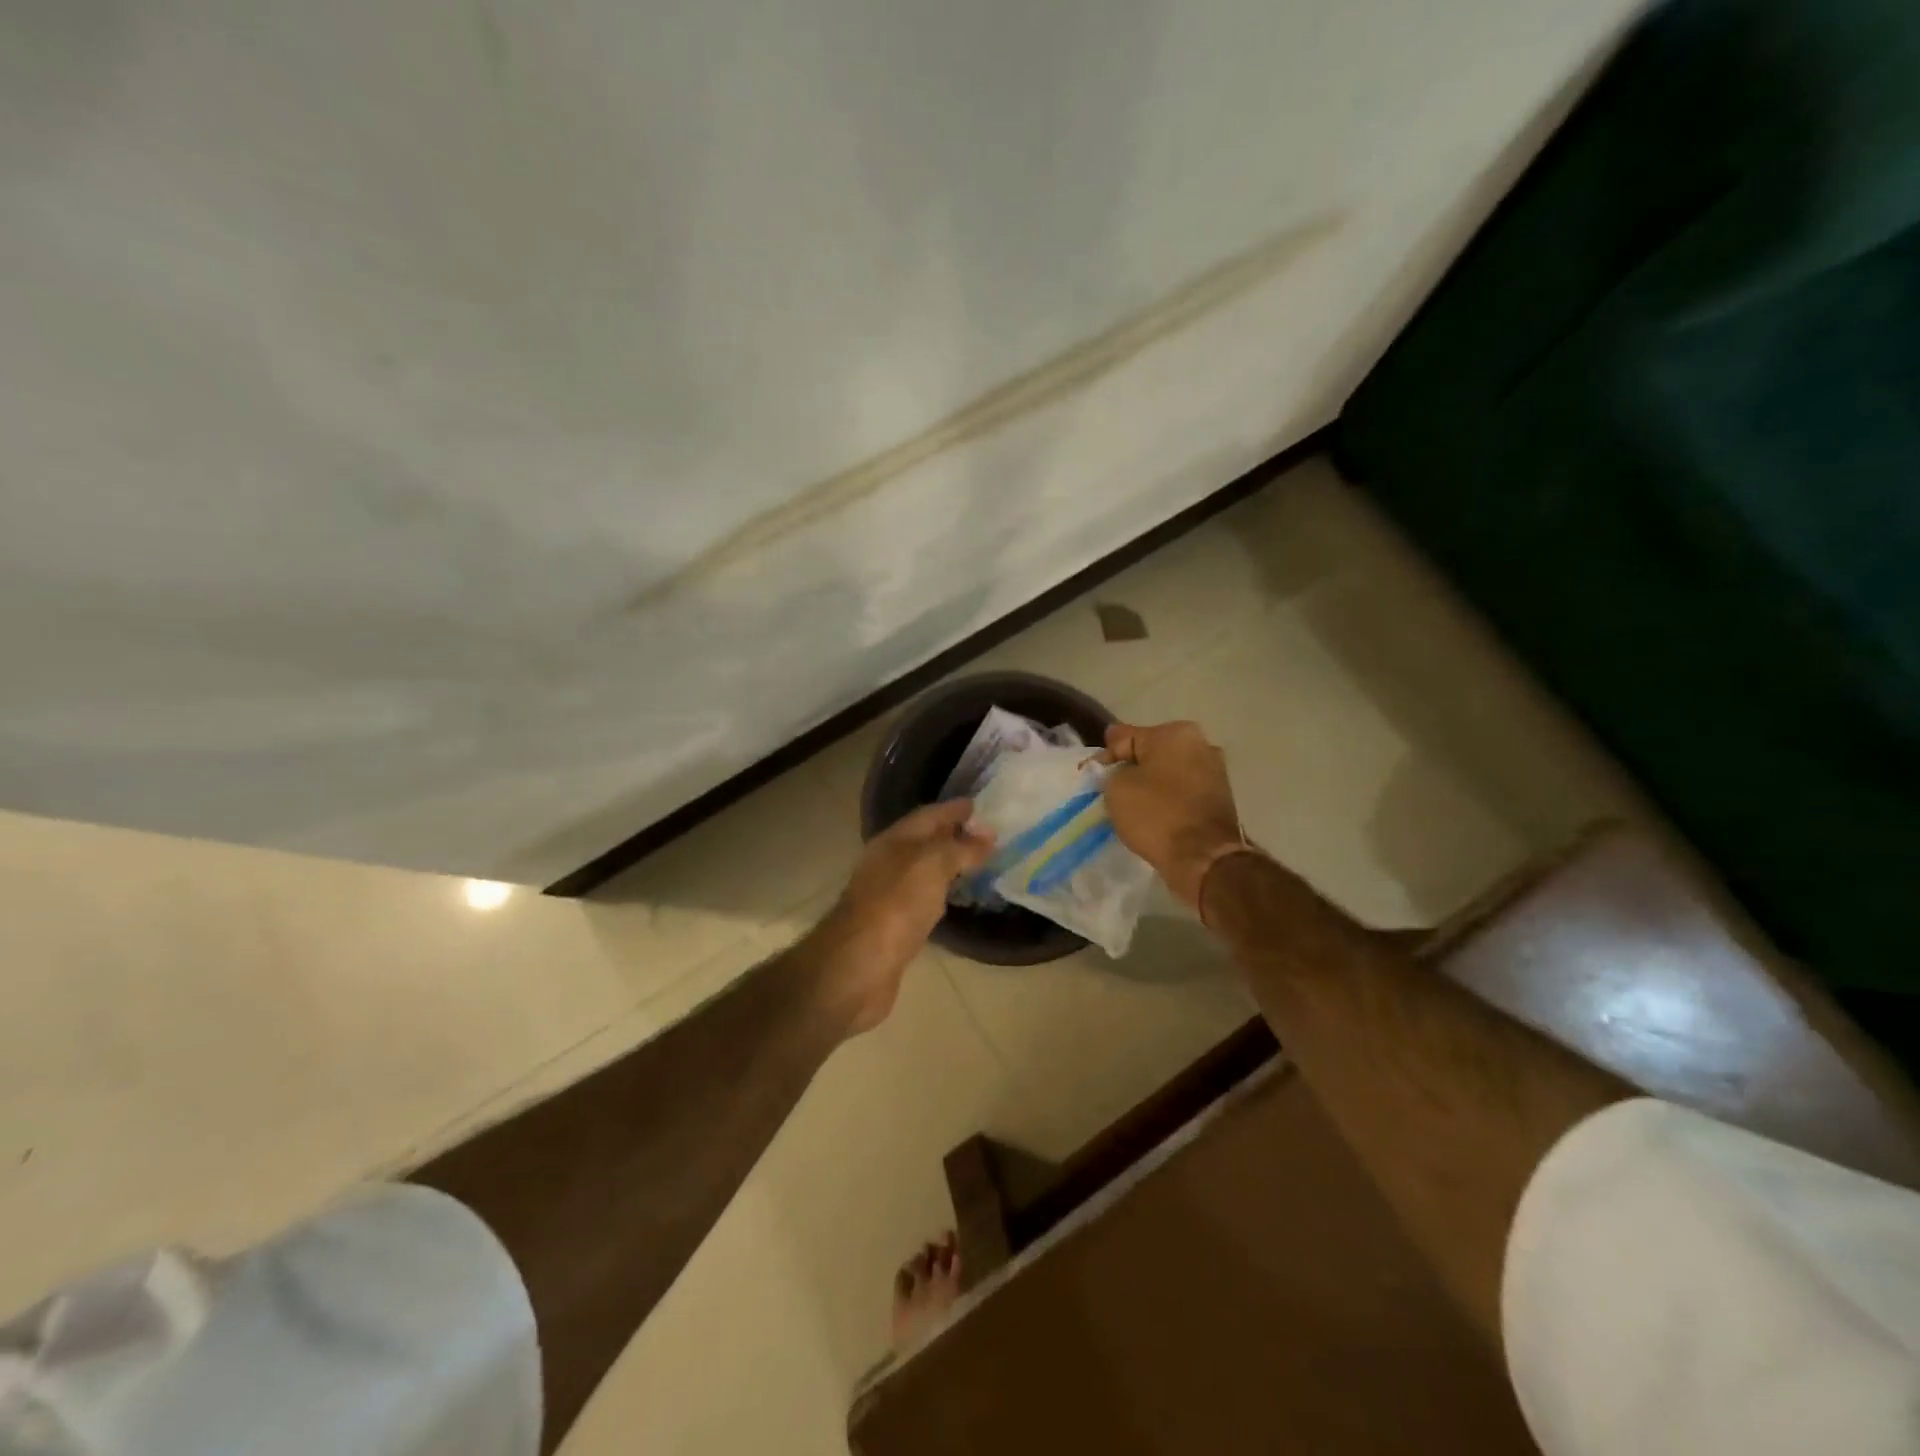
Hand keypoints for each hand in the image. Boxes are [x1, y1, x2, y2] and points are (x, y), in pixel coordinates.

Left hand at [812, 800, 994, 1035]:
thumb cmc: (895, 905)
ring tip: (982, 862)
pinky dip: (943, 892)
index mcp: (894, 841)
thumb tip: (987, 836)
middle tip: (991, 835)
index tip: (983, 806)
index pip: (929, 815)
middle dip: (955, 835)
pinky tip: (959, 898)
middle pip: (926, 842)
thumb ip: (960, 848)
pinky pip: (925, 899)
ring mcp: (890, 895)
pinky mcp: (895, 926)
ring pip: (925, 870)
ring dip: (950, 865)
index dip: (955, 809)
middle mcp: (889, 863)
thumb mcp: (932, 865)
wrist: (858, 966)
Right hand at [1101, 720, 1246, 908]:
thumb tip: (1117, 771)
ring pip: (1166, 774)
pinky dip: (1164, 801)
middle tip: (1108, 793)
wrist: (1204, 858)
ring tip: (1129, 808)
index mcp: (1175, 733)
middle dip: (1128, 770)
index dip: (1102, 758)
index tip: (1088, 778)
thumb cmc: (1156, 814)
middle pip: (1148, 754)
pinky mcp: (1219, 798)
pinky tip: (1151, 817)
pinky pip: (1180, 793)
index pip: (1123, 738)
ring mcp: (1213, 772)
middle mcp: (1200, 744)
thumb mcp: (1116, 787)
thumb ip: (1110, 770)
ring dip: (1147, 786)